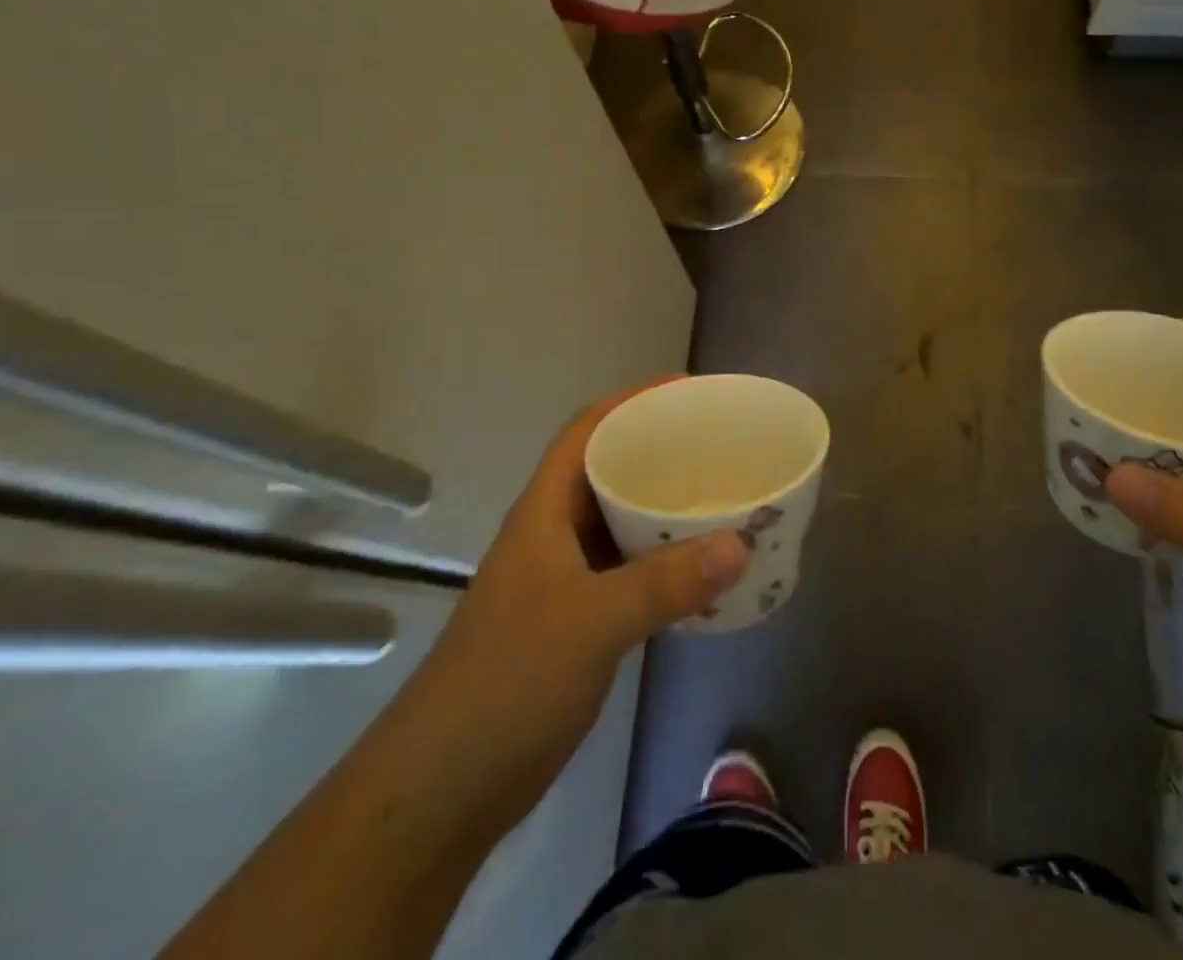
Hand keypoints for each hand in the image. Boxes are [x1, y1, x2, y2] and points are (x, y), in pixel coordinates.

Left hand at [411, 380, 749, 818]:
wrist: (442, 790)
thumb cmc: (507, 682)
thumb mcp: (591, 622)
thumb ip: (665, 583)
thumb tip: (741, 544)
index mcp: (544, 512)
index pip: (587, 431)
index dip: (632, 401)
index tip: (687, 392)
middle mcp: (553, 535)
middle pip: (608, 471)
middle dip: (659, 451)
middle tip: (719, 446)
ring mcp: (563, 581)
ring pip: (620, 523)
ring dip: (665, 509)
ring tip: (722, 497)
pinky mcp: (576, 623)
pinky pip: (629, 572)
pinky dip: (664, 562)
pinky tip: (702, 570)